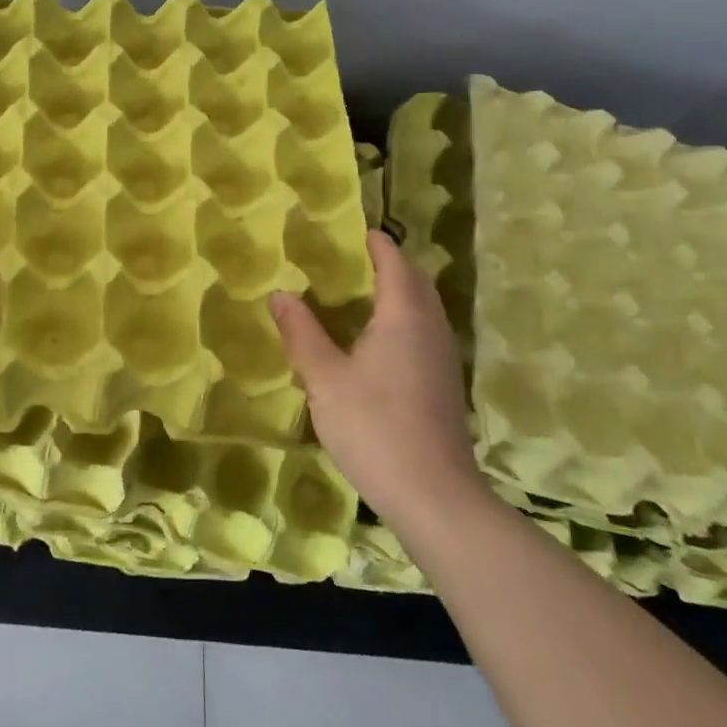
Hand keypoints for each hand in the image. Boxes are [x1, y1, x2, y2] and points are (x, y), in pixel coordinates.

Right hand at [268, 230, 487, 525]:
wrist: (434, 495)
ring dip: (401, 294)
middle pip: (417, 283)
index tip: (359, 231)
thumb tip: (280, 294)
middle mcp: (431, 329)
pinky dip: (405, 321)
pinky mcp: (445, 386)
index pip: (395, 263)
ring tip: (364, 296)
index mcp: (403, 316)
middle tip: (357, 260)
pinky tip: (379, 344)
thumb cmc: (374, 426)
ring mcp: (444, 359)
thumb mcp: (324, 378)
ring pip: (425, 310)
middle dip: (392, 265)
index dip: (378, 244)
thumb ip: (302, 332)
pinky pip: (425, 334)